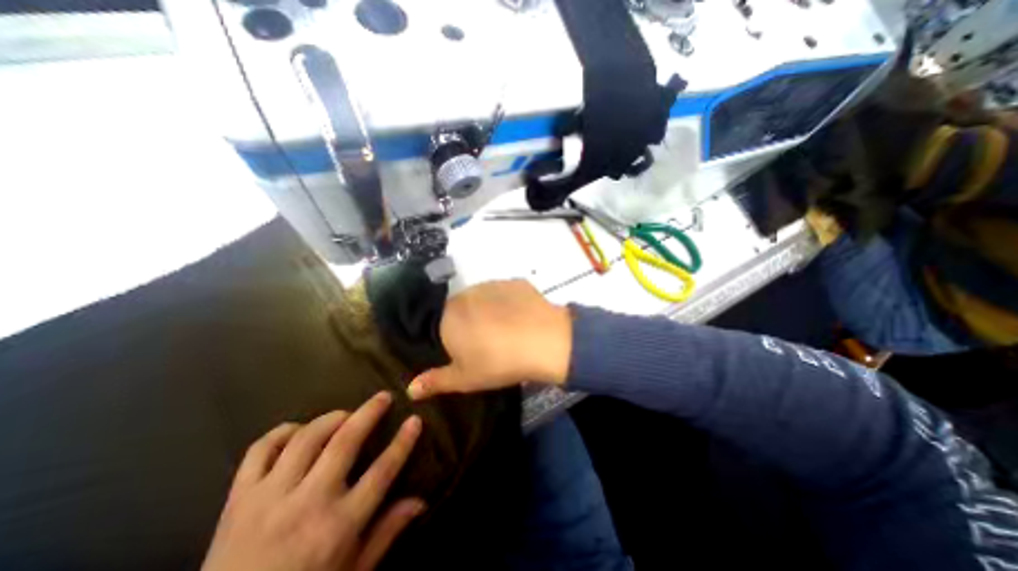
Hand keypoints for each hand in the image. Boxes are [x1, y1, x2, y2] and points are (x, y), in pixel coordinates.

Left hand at [202, 390, 425, 570]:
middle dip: (370, 412)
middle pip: (345, 442)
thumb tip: (420, 500)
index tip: (415, 419)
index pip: (382, 471)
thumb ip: (386, 533)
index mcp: (338, 526)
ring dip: (331, 418)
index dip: (403, 442)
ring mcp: (269, 498)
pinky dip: (282, 432)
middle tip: (383, 397)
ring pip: (306, 438)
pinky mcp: (238, 499)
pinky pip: (260, 450)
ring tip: (346, 414)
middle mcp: (307, 504)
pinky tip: (298, 432)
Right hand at [409, 279, 570, 398]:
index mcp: (449, 316)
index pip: (442, 324)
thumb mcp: (465, 378)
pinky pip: (505, 293)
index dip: (455, 338)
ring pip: (484, 298)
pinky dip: (509, 303)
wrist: (543, 341)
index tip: (469, 350)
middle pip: (462, 308)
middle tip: (489, 341)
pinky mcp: (514, 282)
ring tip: (507, 329)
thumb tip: (410, 388)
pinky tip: (521, 317)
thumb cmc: (498, 362)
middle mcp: (466, 294)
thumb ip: (436, 381)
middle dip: (470, 322)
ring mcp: (492, 285)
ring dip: (489, 310)